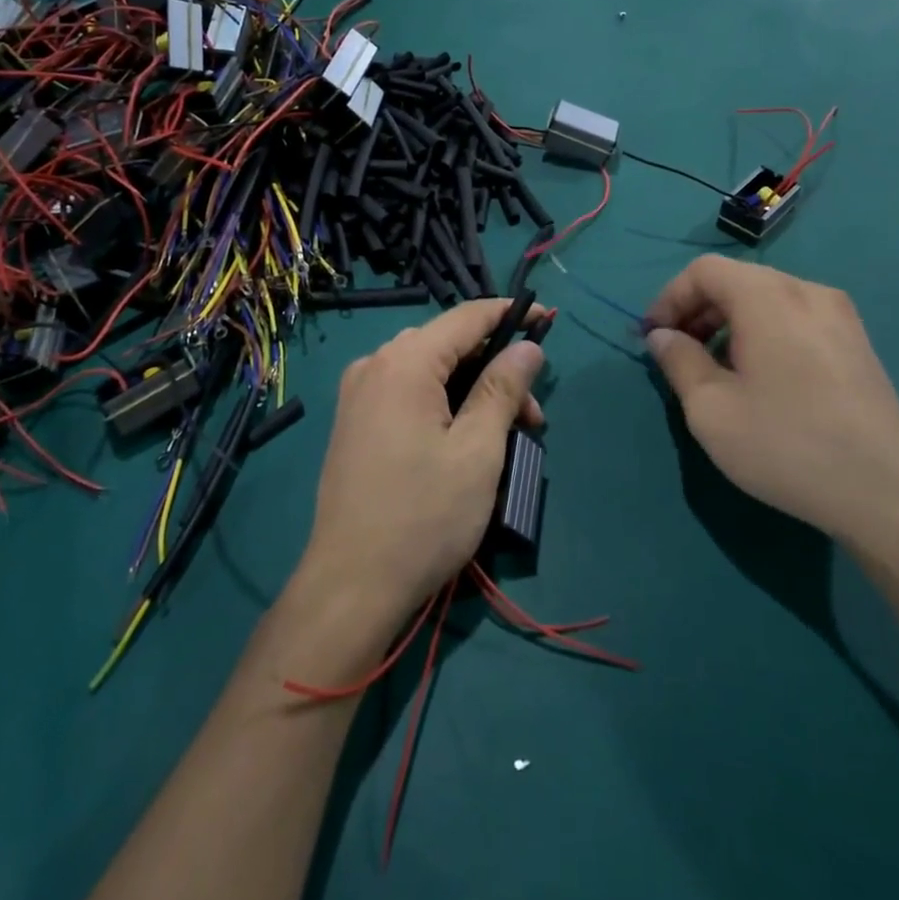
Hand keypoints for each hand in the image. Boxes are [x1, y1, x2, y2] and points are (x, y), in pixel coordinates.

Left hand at [296, 300, 546, 631]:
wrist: (350, 584)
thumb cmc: (423, 516)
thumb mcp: (478, 451)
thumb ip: (502, 389)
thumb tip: (527, 346)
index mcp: (404, 362)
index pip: (466, 317)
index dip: (509, 314)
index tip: (548, 320)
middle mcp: (374, 365)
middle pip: (446, 345)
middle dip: (495, 369)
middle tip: (532, 418)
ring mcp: (358, 394)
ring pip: (428, 371)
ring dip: (471, 391)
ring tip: (505, 437)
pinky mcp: (353, 422)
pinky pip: (406, 393)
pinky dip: (442, 404)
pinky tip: (464, 438)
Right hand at [644, 256, 898, 549]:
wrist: (887, 496)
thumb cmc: (786, 445)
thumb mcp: (710, 408)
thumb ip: (678, 361)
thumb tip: (662, 336)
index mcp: (769, 297)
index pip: (704, 270)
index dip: (669, 298)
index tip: (653, 338)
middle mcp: (808, 292)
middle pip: (736, 280)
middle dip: (697, 310)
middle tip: (677, 353)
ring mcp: (841, 316)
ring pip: (767, 299)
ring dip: (729, 322)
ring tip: (714, 369)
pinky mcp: (858, 343)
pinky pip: (795, 318)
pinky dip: (762, 332)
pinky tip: (759, 377)